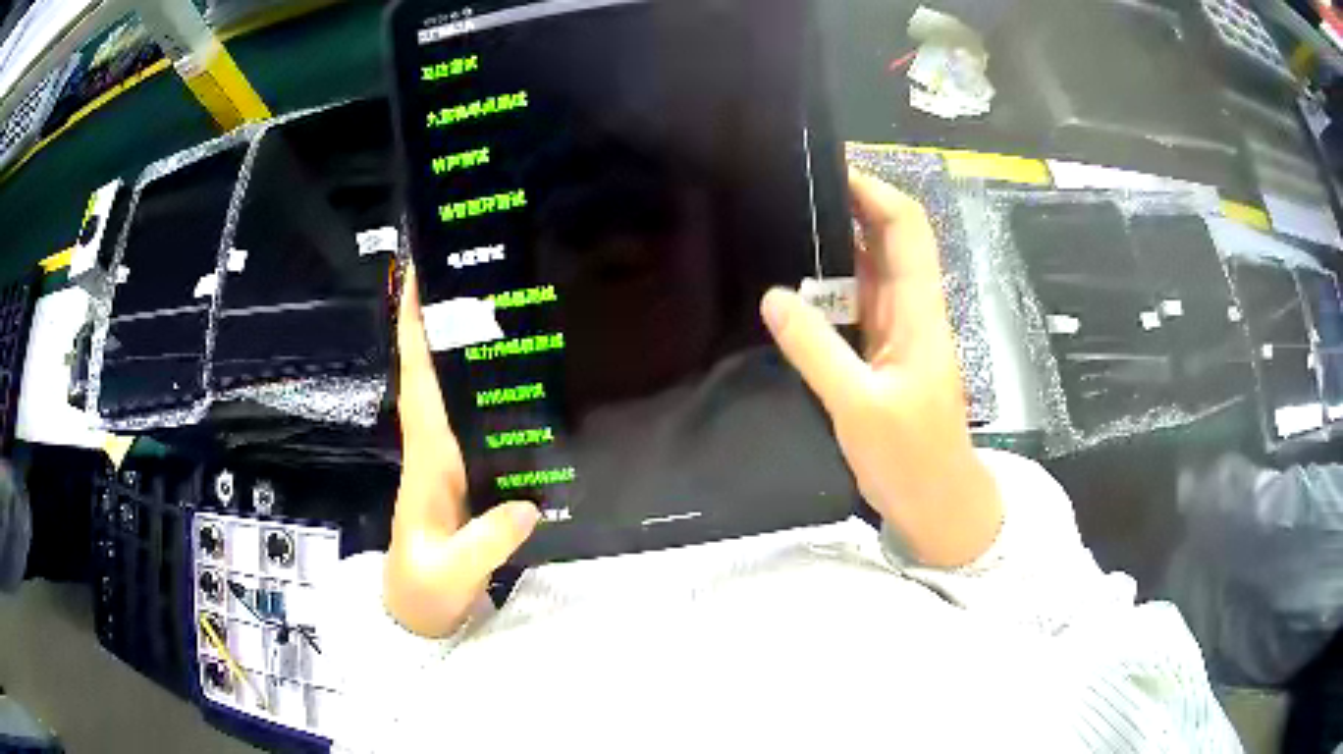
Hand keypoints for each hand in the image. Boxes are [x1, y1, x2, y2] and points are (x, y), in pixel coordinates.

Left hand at [385, 267, 540, 637]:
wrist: (416, 613)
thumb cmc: (424, 589)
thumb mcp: (453, 571)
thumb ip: (486, 542)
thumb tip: (529, 504)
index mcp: (427, 458)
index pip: (417, 383)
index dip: (414, 331)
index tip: (420, 279)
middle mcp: (434, 448)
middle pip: (432, 374)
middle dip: (442, 323)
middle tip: (477, 275)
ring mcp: (448, 461)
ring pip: (451, 393)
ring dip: (462, 351)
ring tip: (499, 310)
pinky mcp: (464, 477)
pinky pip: (472, 422)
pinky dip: (484, 394)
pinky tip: (517, 382)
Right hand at [761, 170, 1001, 566]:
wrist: (936, 501)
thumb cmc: (911, 457)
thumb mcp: (859, 405)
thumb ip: (817, 349)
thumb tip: (774, 295)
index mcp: (919, 311)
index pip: (907, 228)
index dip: (876, 192)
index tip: (829, 173)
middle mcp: (910, 309)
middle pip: (888, 239)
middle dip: (849, 208)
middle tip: (790, 194)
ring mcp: (896, 331)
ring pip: (869, 270)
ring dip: (835, 246)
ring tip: (782, 228)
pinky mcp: (881, 354)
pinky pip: (854, 305)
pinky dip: (827, 288)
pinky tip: (792, 287)